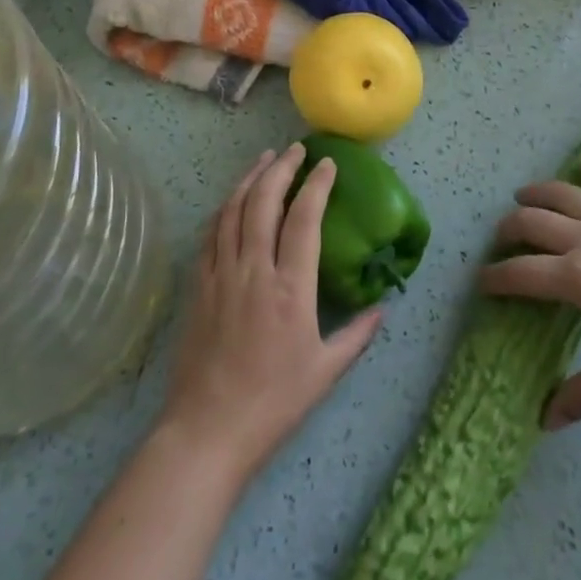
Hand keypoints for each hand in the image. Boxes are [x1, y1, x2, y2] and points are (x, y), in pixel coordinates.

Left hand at [159, 143, 382, 478]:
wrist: (208, 430)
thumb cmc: (273, 403)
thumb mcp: (325, 372)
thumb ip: (357, 335)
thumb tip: (382, 307)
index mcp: (290, 288)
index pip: (304, 218)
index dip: (316, 185)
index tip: (327, 164)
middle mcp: (254, 269)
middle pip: (264, 201)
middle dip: (281, 168)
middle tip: (295, 149)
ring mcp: (221, 274)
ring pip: (233, 209)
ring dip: (250, 178)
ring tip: (265, 159)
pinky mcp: (198, 285)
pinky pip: (211, 233)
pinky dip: (225, 207)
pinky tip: (233, 199)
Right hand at [480, 156, 580, 428]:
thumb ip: (580, 397)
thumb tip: (543, 422)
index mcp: (578, 279)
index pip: (521, 273)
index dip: (495, 277)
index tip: (482, 282)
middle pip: (534, 222)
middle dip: (509, 228)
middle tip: (501, 239)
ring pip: (566, 194)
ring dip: (539, 192)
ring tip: (523, 195)